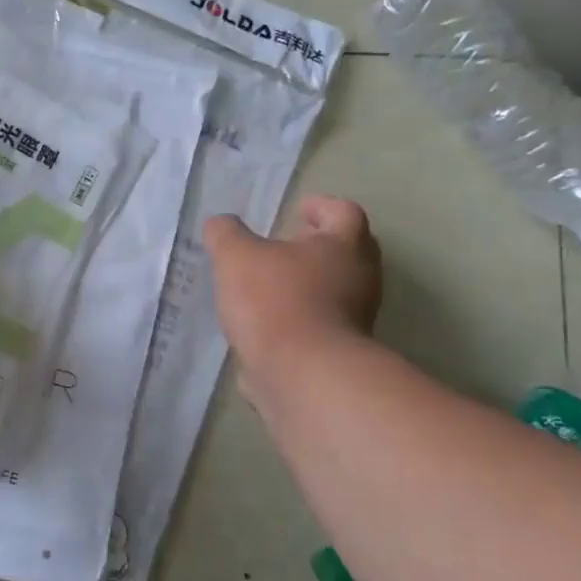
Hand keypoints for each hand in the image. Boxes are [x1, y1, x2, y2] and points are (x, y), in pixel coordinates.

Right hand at [205, 197, 381, 402]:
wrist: (301, 374)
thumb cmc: (274, 300)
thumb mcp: (235, 256)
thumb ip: (225, 233)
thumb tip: (221, 224)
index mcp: (343, 246)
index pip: (344, 213)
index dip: (322, 206)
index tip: (298, 210)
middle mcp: (359, 279)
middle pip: (347, 252)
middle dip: (316, 246)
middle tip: (284, 244)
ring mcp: (355, 318)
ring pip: (334, 289)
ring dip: (305, 284)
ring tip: (265, 285)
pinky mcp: (339, 352)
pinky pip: (319, 323)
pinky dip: (297, 317)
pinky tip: (264, 322)